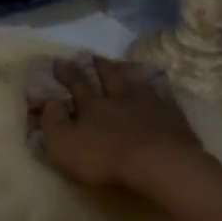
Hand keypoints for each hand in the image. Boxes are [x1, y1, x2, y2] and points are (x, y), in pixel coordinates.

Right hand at [25, 54, 205, 192]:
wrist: (158, 163)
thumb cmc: (104, 157)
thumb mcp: (63, 144)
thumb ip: (52, 122)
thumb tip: (49, 101)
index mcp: (92, 104)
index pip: (76, 83)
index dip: (66, 72)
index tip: (58, 61)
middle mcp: (120, 97)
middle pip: (108, 76)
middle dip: (98, 66)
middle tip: (93, 56)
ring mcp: (149, 103)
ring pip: (135, 82)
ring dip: (126, 73)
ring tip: (122, 67)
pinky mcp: (172, 116)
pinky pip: (162, 96)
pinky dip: (156, 90)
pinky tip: (157, 89)